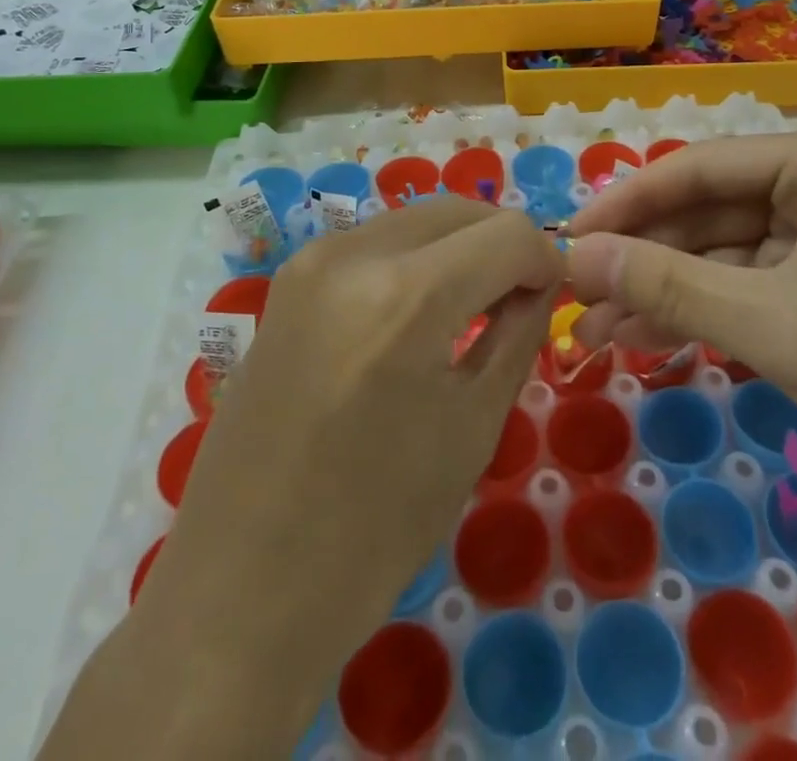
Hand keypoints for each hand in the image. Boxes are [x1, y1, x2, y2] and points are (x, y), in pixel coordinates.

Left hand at [106, 198, 561, 754]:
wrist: (241, 586)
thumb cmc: (373, 527)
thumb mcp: (471, 428)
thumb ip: (517, 336)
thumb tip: (540, 286)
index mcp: (406, 296)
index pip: (508, 234)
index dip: (545, 258)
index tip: (555, 295)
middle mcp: (354, 254)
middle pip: (458, 211)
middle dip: (503, 243)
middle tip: (522, 297)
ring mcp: (312, 261)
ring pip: (415, 220)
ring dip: (458, 246)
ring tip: (474, 303)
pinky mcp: (289, 279)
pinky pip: (374, 241)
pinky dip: (414, 258)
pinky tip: (420, 308)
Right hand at [567, 130, 796, 529]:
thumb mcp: (774, 325)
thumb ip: (667, 285)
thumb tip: (575, 256)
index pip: (694, 170)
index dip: (625, 205)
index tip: (568, 242)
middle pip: (705, 214)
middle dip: (641, 260)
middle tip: (575, 298)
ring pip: (721, 257)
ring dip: (662, 294)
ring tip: (595, 332)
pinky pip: (748, 290)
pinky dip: (702, 316)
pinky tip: (647, 341)